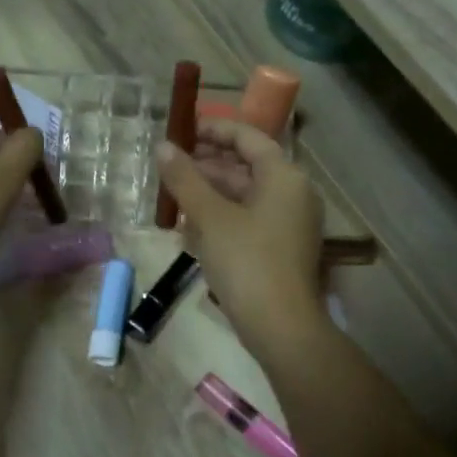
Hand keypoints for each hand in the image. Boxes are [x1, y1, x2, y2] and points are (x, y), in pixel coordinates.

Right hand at [155, 119, 327, 366]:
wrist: (280, 326)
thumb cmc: (246, 262)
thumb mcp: (210, 217)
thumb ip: (185, 179)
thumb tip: (163, 146)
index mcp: (284, 177)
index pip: (249, 138)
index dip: (215, 130)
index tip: (183, 131)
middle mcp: (293, 194)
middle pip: (247, 167)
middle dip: (207, 165)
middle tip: (171, 166)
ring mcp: (290, 224)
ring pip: (245, 196)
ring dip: (210, 193)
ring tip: (174, 196)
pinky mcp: (281, 249)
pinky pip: (249, 220)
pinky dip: (222, 217)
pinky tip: (191, 227)